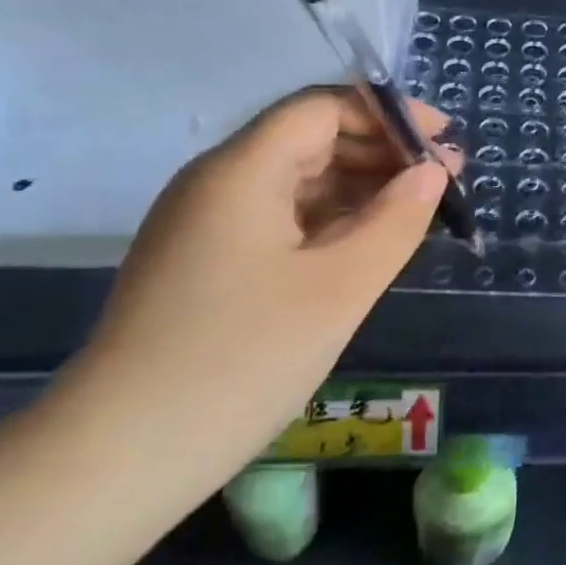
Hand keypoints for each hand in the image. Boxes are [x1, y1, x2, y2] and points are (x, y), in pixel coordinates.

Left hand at [50, 88, 457, 508]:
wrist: (120, 456)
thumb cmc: (243, 359)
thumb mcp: (340, 287)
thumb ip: (396, 220)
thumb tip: (431, 173)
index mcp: (242, 170)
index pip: (323, 108)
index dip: (389, 114)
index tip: (444, 141)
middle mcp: (217, 182)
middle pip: (310, 139)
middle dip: (381, 151)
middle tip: (444, 181)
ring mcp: (206, 224)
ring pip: (296, 181)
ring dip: (359, 188)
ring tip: (417, 212)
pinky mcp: (205, 262)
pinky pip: (278, 219)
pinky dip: (329, 221)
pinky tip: (366, 244)